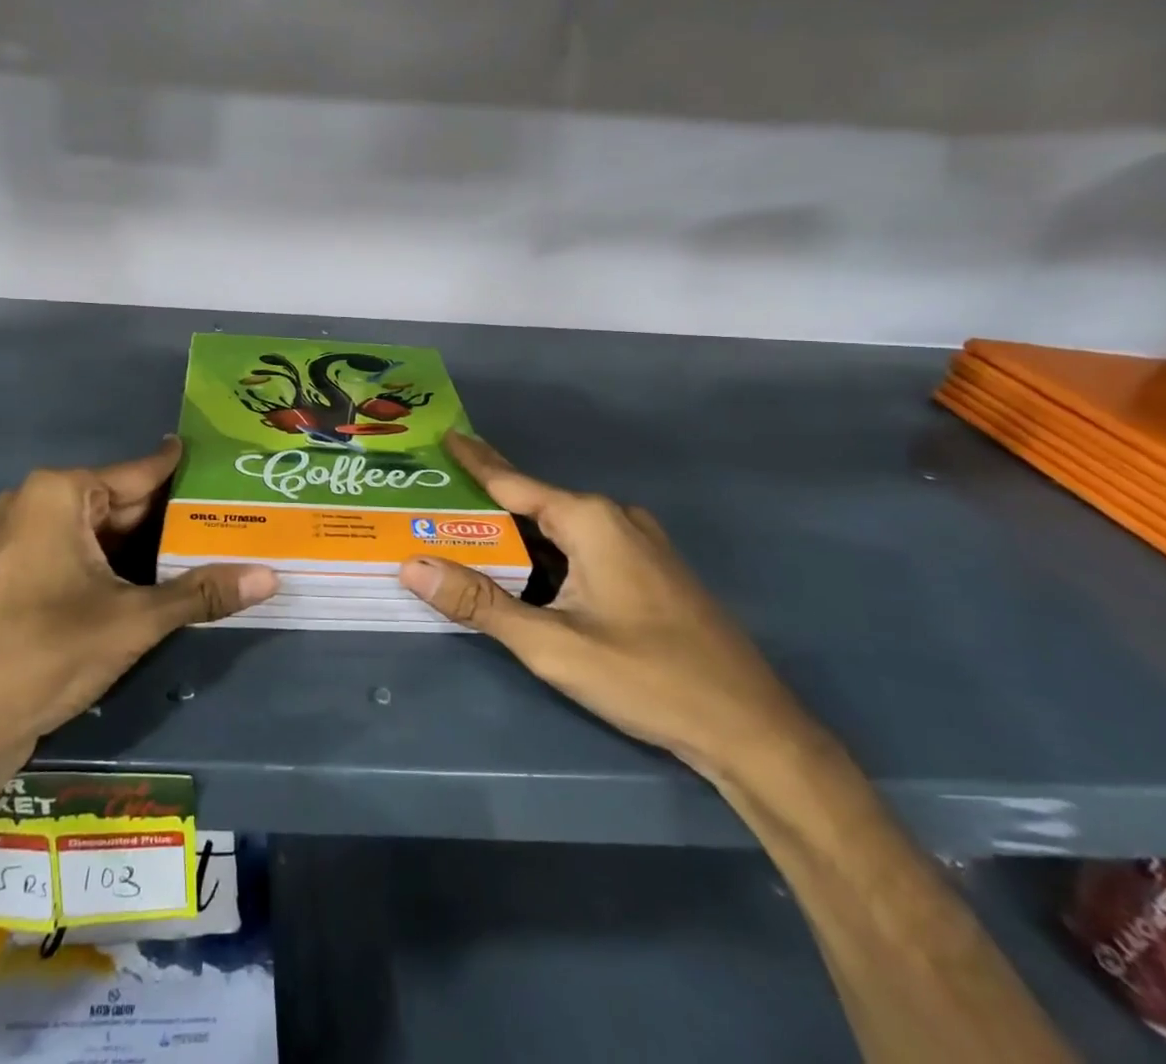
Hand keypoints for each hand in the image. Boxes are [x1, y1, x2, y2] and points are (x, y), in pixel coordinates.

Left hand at [0, 438, 277, 762]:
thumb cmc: (42, 654)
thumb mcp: (132, 621)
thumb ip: (201, 593)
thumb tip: (270, 577)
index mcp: (58, 493)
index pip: (142, 473)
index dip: (188, 475)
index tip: (229, 469)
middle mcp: (34, 504)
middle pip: (122, 505)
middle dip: (173, 521)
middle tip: (233, 523)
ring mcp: (18, 540)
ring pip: (100, 535)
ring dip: (146, 550)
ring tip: (208, 553)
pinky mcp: (13, 576)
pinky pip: (77, 557)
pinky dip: (115, 568)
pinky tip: (157, 583)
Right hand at [399, 432, 818, 777]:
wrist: (752, 730)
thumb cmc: (648, 679)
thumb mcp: (552, 645)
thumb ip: (480, 603)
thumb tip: (412, 566)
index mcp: (590, 520)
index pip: (513, 481)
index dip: (474, 459)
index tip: (443, 434)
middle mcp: (613, 518)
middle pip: (533, 505)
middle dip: (486, 507)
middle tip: (435, 505)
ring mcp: (637, 543)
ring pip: (559, 530)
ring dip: (516, 537)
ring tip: (467, 539)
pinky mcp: (649, 570)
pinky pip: (583, 548)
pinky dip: (546, 555)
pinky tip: (525, 574)